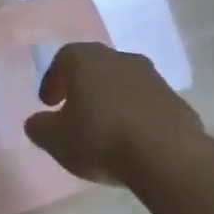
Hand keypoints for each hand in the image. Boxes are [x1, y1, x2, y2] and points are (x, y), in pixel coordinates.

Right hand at [25, 42, 202, 184]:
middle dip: (83, 87)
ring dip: (112, 100)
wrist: (166, 155)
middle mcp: (120, 59)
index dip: (53, 80)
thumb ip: (40, 127)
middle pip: (96, 67)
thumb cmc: (101, 138)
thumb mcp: (56, 139)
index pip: (63, 58)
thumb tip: (36, 122)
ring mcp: (153, 78)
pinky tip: (133, 141)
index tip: (48, 103)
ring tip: (105, 128)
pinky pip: (147, 104)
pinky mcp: (176, 101)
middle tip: (74, 111)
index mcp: (87, 60)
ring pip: (124, 83)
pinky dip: (136, 115)